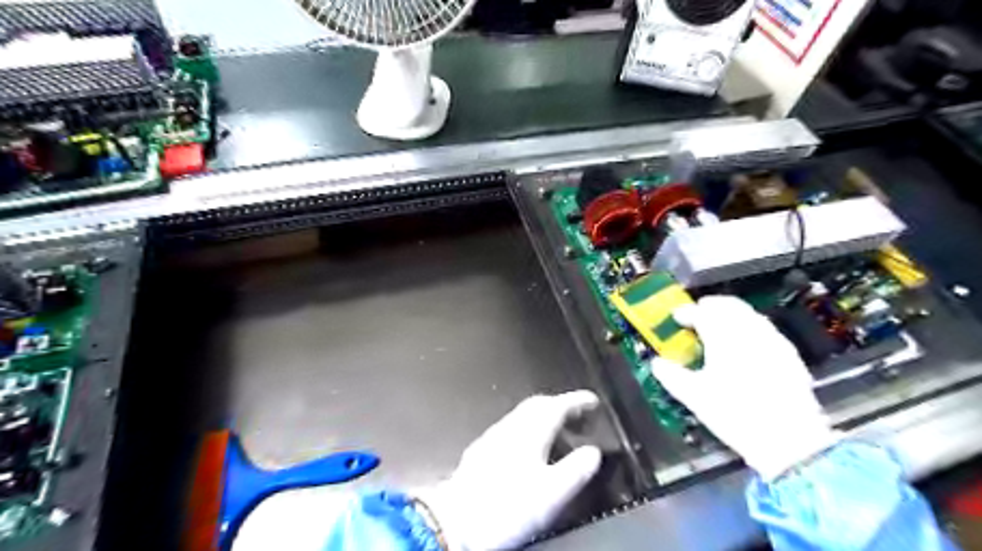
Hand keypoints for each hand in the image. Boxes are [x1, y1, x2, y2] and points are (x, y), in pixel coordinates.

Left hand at [424, 391, 602, 550]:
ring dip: (545, 418)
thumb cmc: (507, 506)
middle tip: (579, 417)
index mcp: (530, 430)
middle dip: (561, 406)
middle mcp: (511, 426)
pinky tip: (530, 450)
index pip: (557, 405)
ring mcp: (493, 436)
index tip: (593, 401)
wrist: (456, 521)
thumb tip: (593, 452)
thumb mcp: (552, 493)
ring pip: (524, 416)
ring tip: (560, 435)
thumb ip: (576, 469)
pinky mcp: (482, 450)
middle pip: (539, 405)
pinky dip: (529, 430)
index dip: (578, 401)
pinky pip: (512, 429)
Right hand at [650, 295, 835, 478]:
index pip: (702, 313)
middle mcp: (750, 332)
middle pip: (729, 305)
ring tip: (719, 327)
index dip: (686, 312)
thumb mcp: (694, 397)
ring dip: (731, 314)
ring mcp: (773, 341)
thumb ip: (671, 376)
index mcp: (724, 338)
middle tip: (697, 314)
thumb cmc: (735, 414)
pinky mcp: (789, 355)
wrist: (789, 440)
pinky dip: (750, 328)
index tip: (677, 317)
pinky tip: (746, 344)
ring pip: (749, 314)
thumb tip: (658, 363)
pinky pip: (765, 329)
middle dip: (711, 306)